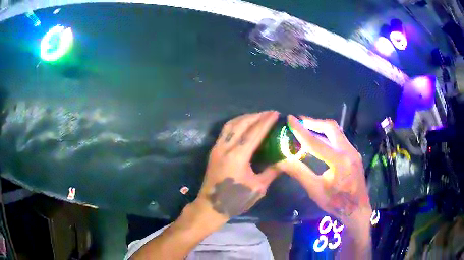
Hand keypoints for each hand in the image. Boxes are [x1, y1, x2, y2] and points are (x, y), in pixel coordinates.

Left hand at [196, 111, 282, 217]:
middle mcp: (225, 148)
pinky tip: (244, 125)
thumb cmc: (236, 200)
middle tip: (269, 113)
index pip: (254, 133)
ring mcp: (217, 148)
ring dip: (245, 117)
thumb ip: (272, 171)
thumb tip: (285, 159)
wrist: (211, 207)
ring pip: (230, 125)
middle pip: (241, 124)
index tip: (276, 113)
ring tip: (258, 116)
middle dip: (256, 116)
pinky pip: (225, 131)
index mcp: (237, 157)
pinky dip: (236, 123)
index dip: (265, 122)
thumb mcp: (258, 188)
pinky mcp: (214, 151)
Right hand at [277, 115, 371, 225]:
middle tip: (300, 122)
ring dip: (321, 128)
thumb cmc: (336, 202)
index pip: (316, 142)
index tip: (290, 119)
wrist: (357, 209)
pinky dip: (328, 136)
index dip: (301, 130)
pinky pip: (340, 138)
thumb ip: (299, 173)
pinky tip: (320, 140)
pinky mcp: (354, 154)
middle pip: (331, 128)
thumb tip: (282, 160)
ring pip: (337, 132)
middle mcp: (348, 151)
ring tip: (307, 128)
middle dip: (314, 122)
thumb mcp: (315, 190)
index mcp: (339, 161)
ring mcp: (353, 151)